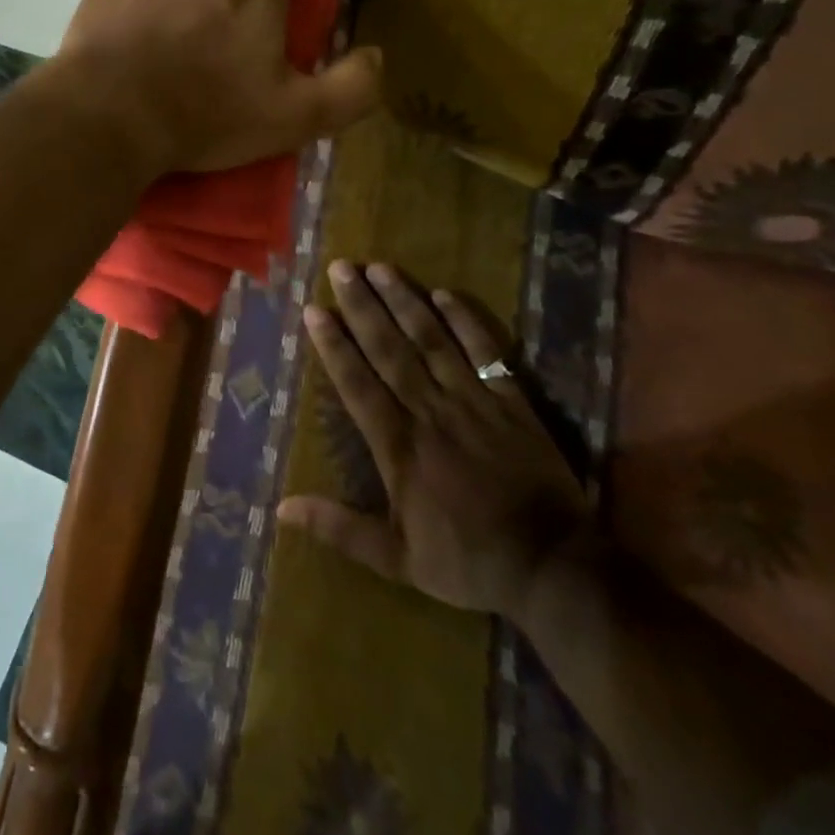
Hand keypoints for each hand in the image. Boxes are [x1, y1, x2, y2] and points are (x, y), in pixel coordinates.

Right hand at [278, 261, 588, 618]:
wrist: (553, 567)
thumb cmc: (468, 561)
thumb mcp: (397, 559)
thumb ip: (340, 528)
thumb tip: (282, 509)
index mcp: (398, 445)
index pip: (356, 383)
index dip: (333, 345)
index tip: (314, 309)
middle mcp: (429, 411)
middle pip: (389, 349)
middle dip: (362, 305)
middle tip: (341, 267)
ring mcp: (472, 401)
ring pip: (431, 341)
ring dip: (404, 302)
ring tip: (380, 267)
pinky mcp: (511, 401)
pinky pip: (485, 353)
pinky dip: (466, 322)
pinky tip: (444, 294)